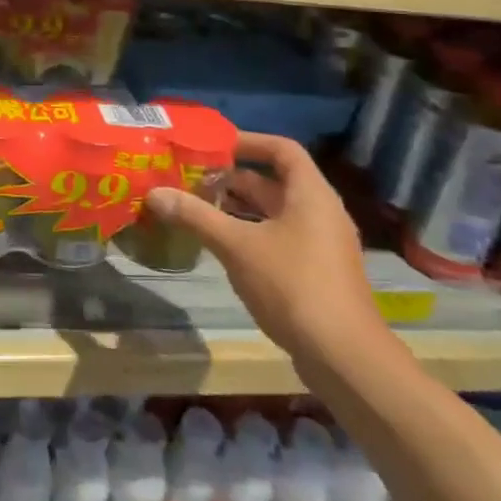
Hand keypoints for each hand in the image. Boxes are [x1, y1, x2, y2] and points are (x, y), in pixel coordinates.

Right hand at [143, 132, 382, 359]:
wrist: (346, 359)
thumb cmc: (293, 286)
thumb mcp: (236, 246)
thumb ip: (195, 215)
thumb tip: (154, 193)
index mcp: (310, 194)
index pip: (282, 149)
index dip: (248, 141)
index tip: (212, 145)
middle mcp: (321, 212)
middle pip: (275, 181)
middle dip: (233, 178)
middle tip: (192, 177)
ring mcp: (322, 245)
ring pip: (275, 212)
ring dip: (239, 207)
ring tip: (198, 206)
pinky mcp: (317, 273)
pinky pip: (280, 237)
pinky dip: (251, 232)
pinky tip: (222, 244)